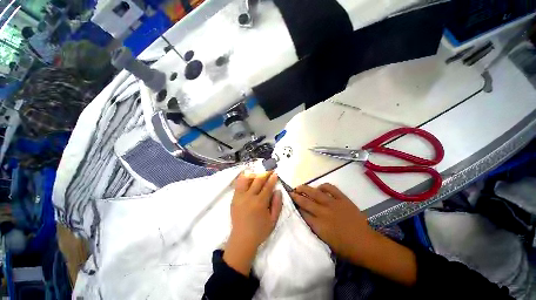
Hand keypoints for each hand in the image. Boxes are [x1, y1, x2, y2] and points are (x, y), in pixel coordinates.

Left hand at [223, 171, 282, 275]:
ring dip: (254, 174)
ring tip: (258, 173)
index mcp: (260, 202)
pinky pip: (238, 185)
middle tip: (269, 170)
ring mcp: (240, 197)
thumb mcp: (273, 220)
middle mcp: (249, 197)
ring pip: (246, 180)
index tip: (275, 174)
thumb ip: (277, 204)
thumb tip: (278, 190)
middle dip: (265, 174)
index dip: (272, 179)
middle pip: (257, 180)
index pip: (267, 186)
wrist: (242, 239)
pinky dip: (243, 179)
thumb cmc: (260, 230)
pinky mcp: (234, 198)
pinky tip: (247, 176)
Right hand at [291, 183, 374, 260]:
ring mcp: (333, 204)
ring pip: (315, 193)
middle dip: (296, 196)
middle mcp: (323, 213)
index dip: (296, 207)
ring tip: (299, 186)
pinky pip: (331, 188)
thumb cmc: (345, 248)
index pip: (303, 213)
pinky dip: (323, 186)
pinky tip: (319, 187)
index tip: (291, 202)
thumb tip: (308, 217)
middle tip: (290, 192)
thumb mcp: (326, 242)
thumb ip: (315, 228)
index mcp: (319, 226)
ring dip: (305, 188)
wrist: (366, 244)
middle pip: (305, 202)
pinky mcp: (343, 199)